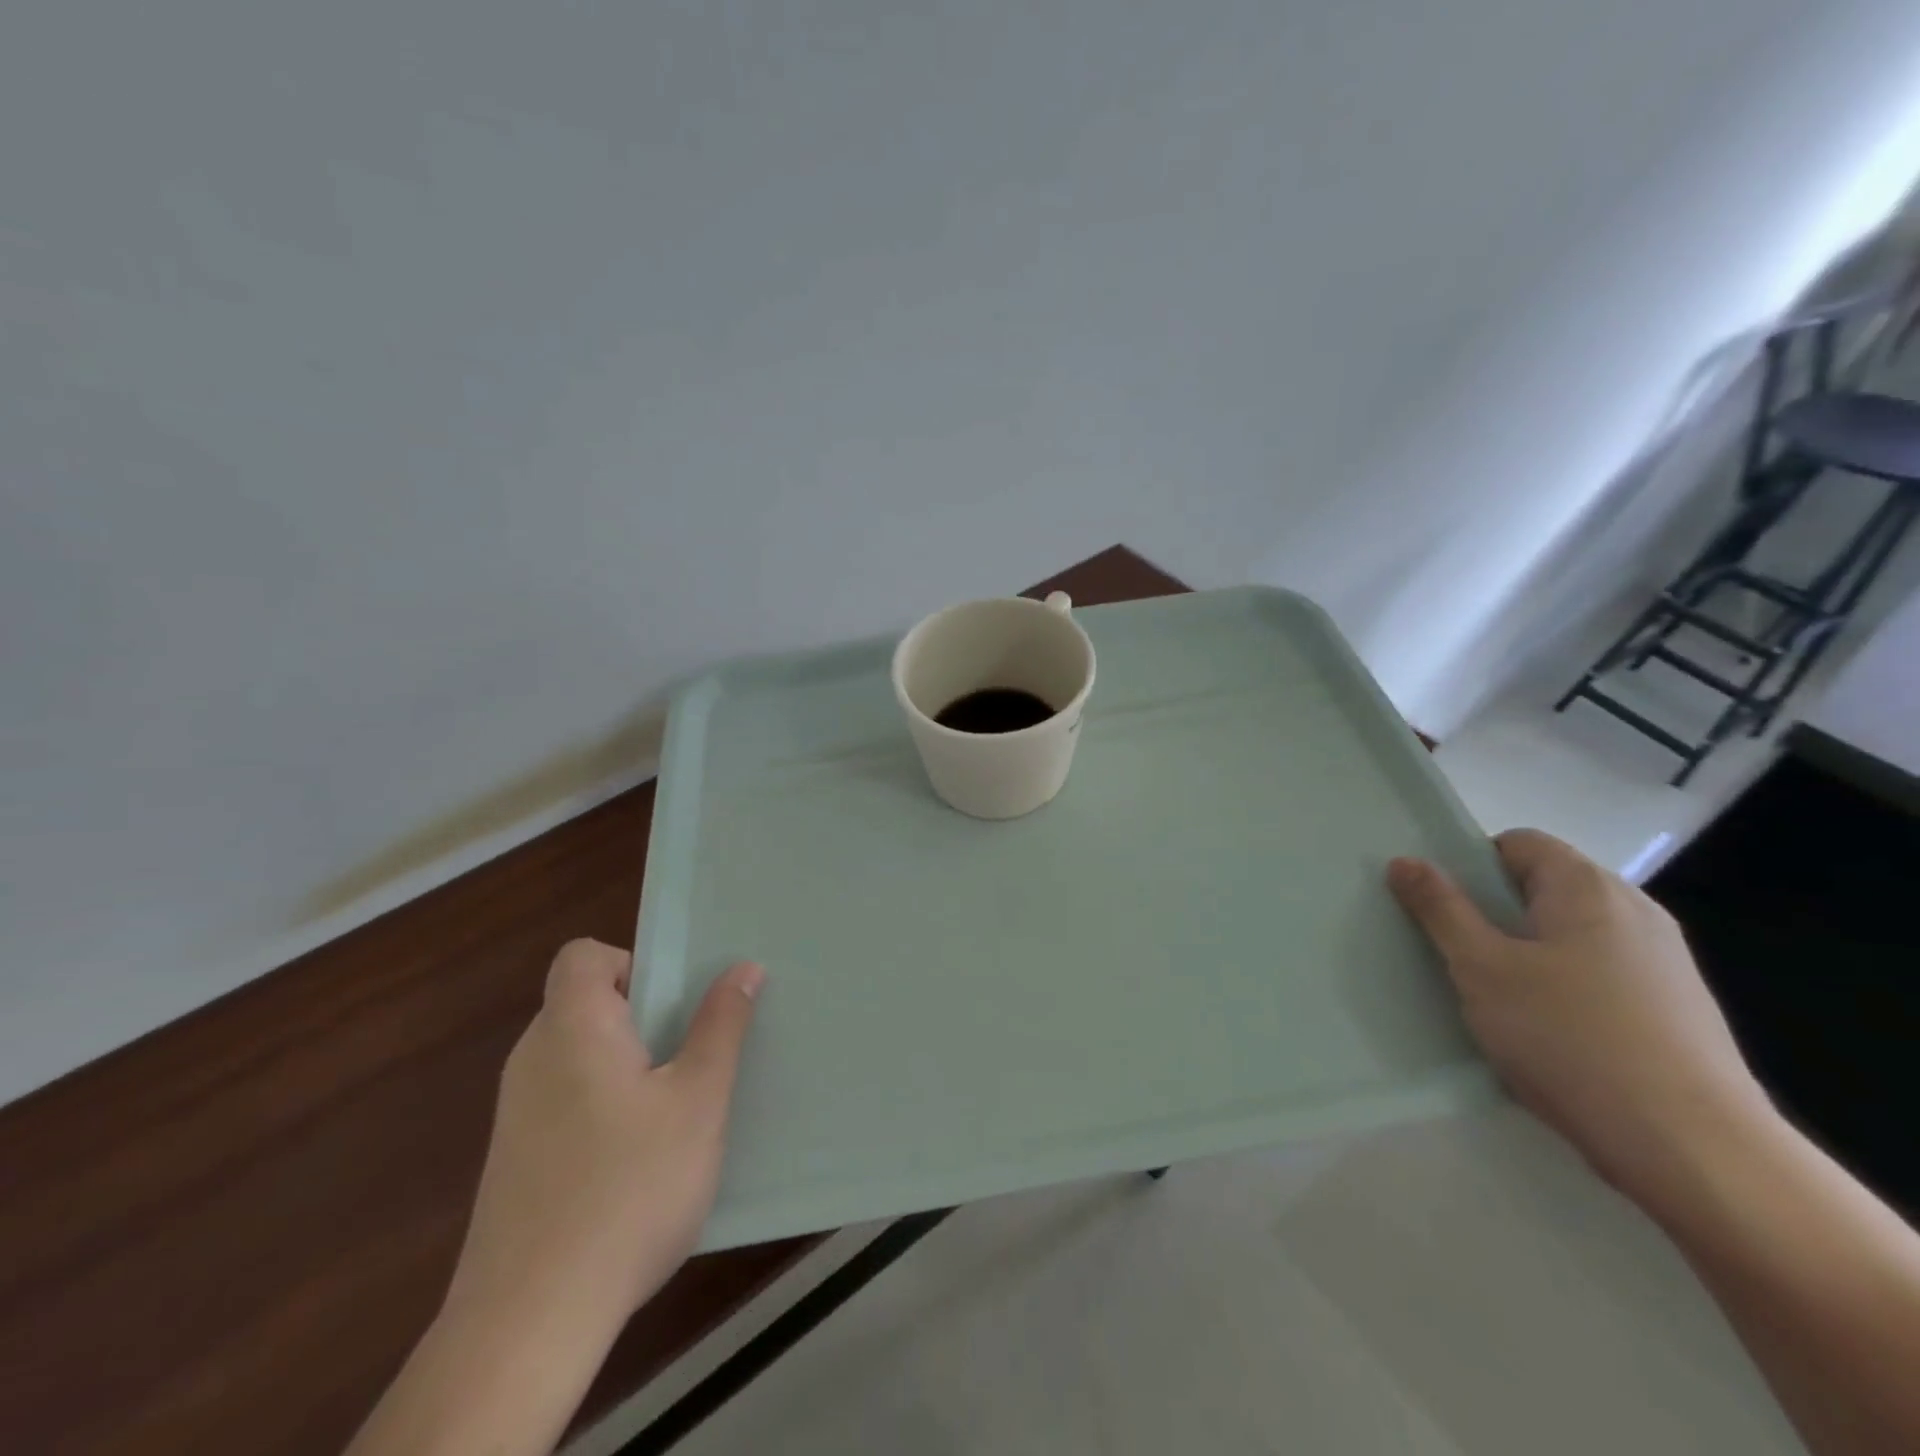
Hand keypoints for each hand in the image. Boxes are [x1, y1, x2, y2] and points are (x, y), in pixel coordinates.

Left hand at [447, 941, 764, 1333]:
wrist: (529, 1323)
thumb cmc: (628, 1188)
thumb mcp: (697, 1100)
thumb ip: (721, 1026)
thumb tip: (742, 967)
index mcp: (572, 1028)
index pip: (583, 956)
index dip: (631, 962)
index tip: (673, 1003)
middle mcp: (533, 1059)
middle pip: (586, 1004)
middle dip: (644, 1017)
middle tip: (691, 1056)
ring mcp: (516, 1114)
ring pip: (580, 1056)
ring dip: (628, 1064)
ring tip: (674, 1109)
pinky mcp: (514, 1161)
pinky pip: (566, 1101)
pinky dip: (603, 1106)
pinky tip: (637, 1161)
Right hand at [1388, 829, 1768, 1211]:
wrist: (1694, 1150)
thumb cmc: (1569, 1037)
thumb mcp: (1481, 968)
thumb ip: (1440, 909)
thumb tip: (1405, 861)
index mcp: (1587, 887)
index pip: (1517, 843)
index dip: (1471, 865)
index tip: (1442, 908)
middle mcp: (1634, 911)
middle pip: (1545, 888)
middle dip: (1494, 913)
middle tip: (1456, 953)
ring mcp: (1664, 962)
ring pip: (1570, 936)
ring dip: (1527, 954)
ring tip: (1496, 999)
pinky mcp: (1678, 1010)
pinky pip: (1600, 975)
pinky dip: (1565, 988)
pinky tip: (1548, 1034)